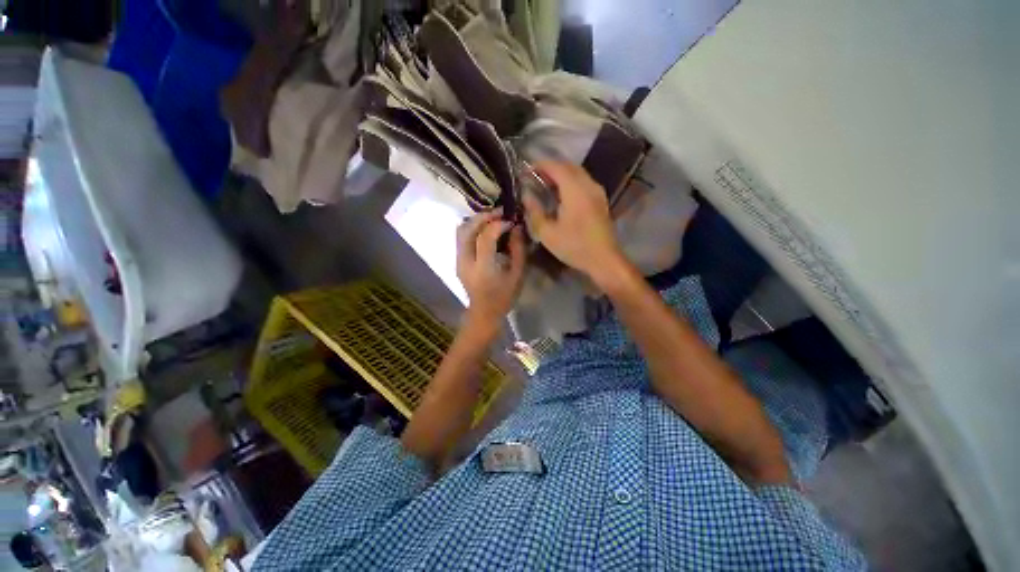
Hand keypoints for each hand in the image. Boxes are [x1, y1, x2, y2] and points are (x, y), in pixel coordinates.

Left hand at [456, 209, 526, 326]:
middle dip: (484, 216)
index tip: (511, 221)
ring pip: (461, 230)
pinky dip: (472, 227)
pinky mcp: (457, 260)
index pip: (485, 238)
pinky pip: (461, 237)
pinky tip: (484, 229)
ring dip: (476, 220)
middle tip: (500, 213)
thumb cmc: (504, 296)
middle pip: (467, 229)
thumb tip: (517, 228)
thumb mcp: (517, 275)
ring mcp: (458, 260)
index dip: (498, 225)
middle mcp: (466, 261)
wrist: (484, 312)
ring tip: (492, 218)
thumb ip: (518, 250)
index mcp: (483, 268)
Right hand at [522, 161, 625, 280]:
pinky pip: (583, 181)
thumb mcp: (547, 233)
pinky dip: (570, 181)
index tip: (526, 170)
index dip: (540, 165)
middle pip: (568, 166)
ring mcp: (597, 192)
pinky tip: (561, 194)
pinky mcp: (600, 200)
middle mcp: (588, 185)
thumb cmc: (574, 247)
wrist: (604, 259)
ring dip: (561, 174)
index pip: (556, 167)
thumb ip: (534, 212)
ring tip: (545, 184)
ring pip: (577, 173)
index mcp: (575, 191)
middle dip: (550, 167)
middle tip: (534, 177)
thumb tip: (526, 196)